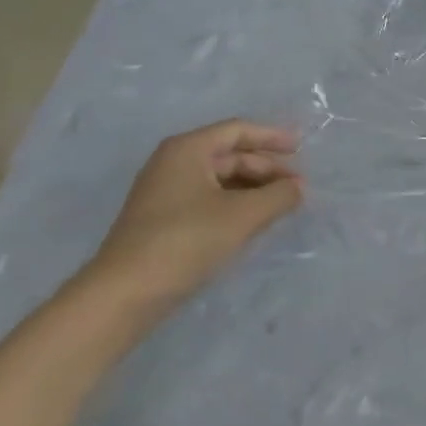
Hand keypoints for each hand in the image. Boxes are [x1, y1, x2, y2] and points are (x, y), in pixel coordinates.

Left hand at [78, 119, 302, 321]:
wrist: (123, 294)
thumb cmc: (186, 241)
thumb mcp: (243, 215)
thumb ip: (278, 196)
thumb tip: (299, 188)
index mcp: (187, 150)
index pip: (237, 131)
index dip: (272, 136)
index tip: (302, 147)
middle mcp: (173, 163)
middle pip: (229, 155)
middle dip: (266, 169)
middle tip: (297, 188)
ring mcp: (164, 193)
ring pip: (220, 180)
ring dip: (253, 189)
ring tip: (281, 206)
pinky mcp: (162, 221)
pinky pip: (208, 200)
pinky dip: (235, 205)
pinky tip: (252, 223)